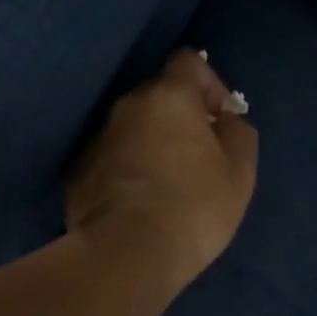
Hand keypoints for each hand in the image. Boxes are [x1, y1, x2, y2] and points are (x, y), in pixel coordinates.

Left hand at [67, 50, 258, 298]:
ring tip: (166, 183)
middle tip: (197, 156)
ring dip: (150, 142)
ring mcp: (97, 138)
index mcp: (168, 96)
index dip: (210, 84)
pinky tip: (138, 202)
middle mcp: (126, 106)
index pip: (189, 61)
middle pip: (158, 95)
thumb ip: (238, 132)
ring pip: (132, 127)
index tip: (219, 120)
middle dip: (179, 117)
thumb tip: (225, 119)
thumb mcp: (239, 171)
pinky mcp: (77, 171)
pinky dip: (126, 168)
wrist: (127, 254)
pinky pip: (111, 157)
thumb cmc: (194, 207)